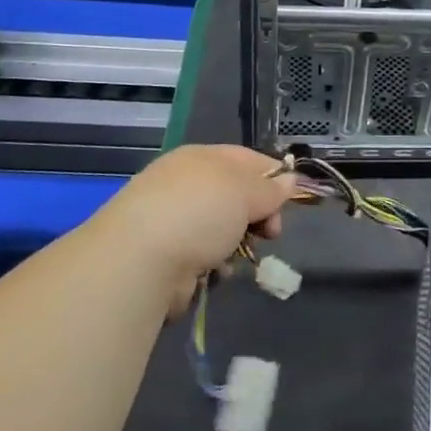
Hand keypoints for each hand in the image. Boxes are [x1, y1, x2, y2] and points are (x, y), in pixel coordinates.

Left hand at [97, 146, 295, 313]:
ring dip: (239, 243)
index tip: (291, 200)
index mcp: (202, 158)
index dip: (273, 176)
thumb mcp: (245, 191)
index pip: (246, 159)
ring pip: (223, 229)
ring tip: (241, 256)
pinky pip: (204, 257)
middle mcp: (185, 184)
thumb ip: (271, 188)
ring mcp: (173, 221)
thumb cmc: (199, 213)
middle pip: (237, 196)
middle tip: (271, 233)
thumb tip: (290, 180)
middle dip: (259, 215)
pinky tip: (217, 273)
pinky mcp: (165, 256)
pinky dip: (216, 265)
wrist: (139, 261)